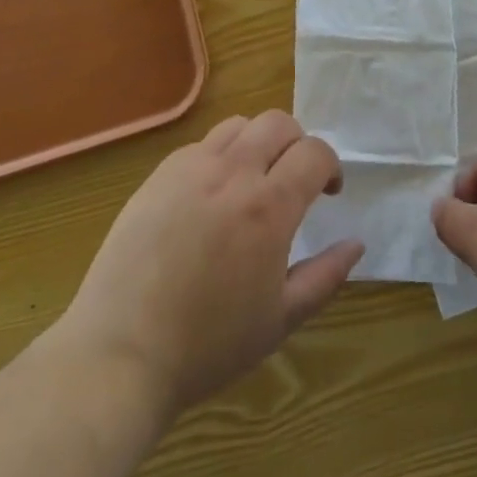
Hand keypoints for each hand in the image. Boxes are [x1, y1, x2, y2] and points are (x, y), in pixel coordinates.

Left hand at [58, 110, 361, 417]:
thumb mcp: (279, 320)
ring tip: (254, 180)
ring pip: (239, 125)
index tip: (329, 192)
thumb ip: (325, 276)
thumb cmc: (207, 346)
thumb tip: (357, 243)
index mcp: (269, 207)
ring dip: (258, 142)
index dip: (330, 166)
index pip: (314, 152)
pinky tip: (212, 195)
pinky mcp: (159, 176)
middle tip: (295, 179)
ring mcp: (191, 169)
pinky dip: (220, 156)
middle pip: (278, 123)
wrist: (120, 354)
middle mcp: (233, 173)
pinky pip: (201, 145)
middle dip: (298, 143)